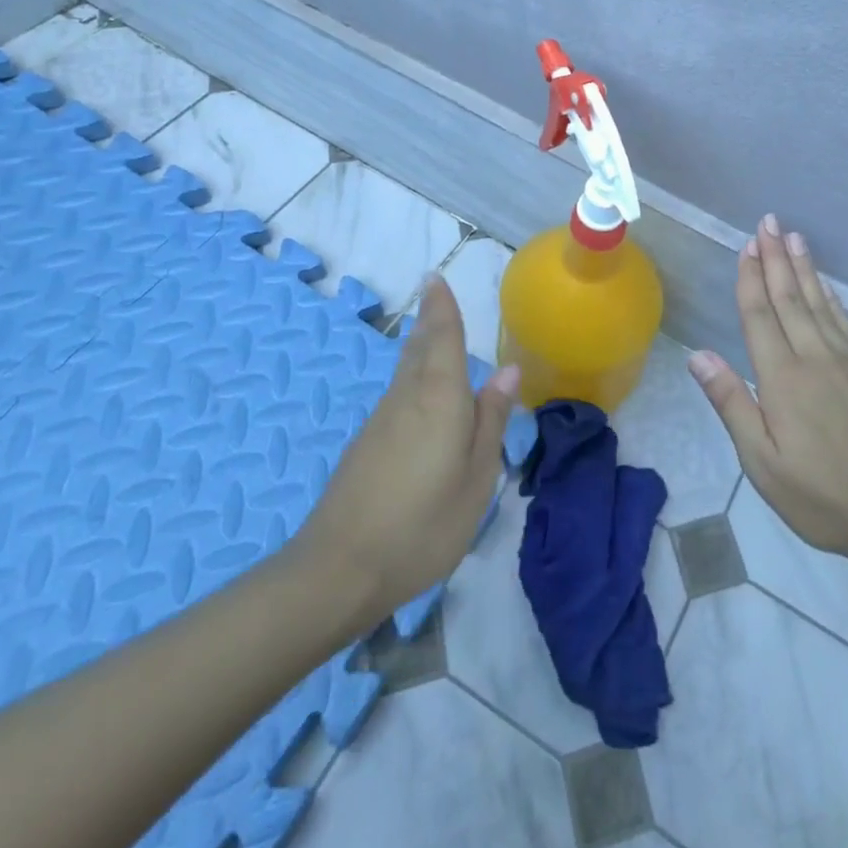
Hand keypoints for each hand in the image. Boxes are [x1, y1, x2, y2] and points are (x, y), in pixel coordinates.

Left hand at [282, 276, 517, 632]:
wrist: (339, 570)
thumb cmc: (423, 525)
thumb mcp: (476, 478)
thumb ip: (491, 420)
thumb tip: (509, 370)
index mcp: (440, 397)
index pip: (442, 337)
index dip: (441, 307)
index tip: (434, 277)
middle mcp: (407, 396)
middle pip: (419, 347)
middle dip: (429, 319)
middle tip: (434, 293)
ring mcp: (381, 420)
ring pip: (405, 369)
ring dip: (419, 344)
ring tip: (432, 330)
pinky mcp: (365, 443)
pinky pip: (397, 393)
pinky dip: (411, 375)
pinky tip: (419, 390)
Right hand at [688, 214, 847, 567]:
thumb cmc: (822, 496)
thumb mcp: (763, 462)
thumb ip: (732, 404)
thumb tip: (699, 355)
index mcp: (783, 378)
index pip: (761, 316)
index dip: (751, 278)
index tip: (747, 245)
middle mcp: (815, 358)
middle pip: (790, 298)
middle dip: (776, 258)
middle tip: (769, 222)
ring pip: (820, 303)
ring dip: (804, 268)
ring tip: (794, 237)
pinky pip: (846, 323)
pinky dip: (832, 298)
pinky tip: (827, 286)